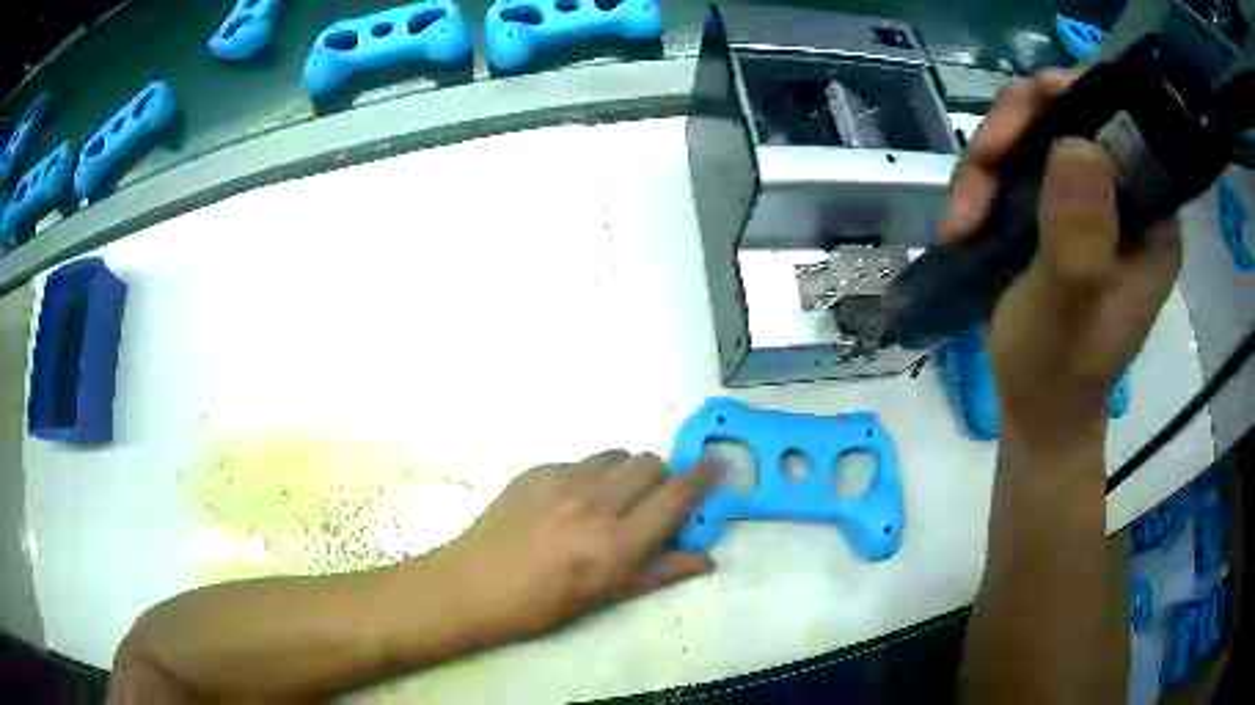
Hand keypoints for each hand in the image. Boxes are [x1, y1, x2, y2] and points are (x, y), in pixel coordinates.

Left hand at [442, 450, 719, 638]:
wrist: (472, 585)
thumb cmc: (541, 605)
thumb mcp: (605, 598)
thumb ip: (659, 572)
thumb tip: (706, 558)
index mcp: (614, 544)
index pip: (673, 499)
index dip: (701, 479)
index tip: (716, 465)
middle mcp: (593, 503)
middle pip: (648, 463)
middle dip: (659, 478)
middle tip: (648, 504)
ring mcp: (561, 481)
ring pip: (615, 455)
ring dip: (624, 473)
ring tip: (607, 501)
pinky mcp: (536, 470)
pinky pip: (579, 461)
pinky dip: (588, 477)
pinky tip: (567, 504)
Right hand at [942, 70, 1181, 453]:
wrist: (1036, 412)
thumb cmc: (1057, 374)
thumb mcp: (1067, 311)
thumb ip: (1078, 238)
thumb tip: (1076, 144)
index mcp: (1153, 216)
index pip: (1124, 119)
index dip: (1078, 94)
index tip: (1033, 104)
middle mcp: (1126, 196)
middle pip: (1070, 113)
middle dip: (1017, 130)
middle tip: (981, 165)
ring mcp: (1089, 200)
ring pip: (1035, 134)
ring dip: (990, 162)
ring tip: (962, 217)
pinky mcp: (1057, 209)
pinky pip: (1017, 164)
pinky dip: (984, 182)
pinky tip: (964, 221)